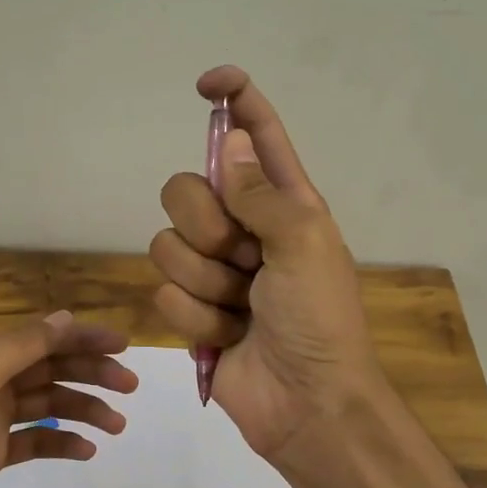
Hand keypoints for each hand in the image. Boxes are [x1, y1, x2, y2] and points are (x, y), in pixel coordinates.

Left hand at [0, 311, 136, 487]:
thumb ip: (21, 345)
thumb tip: (65, 319)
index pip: (40, 338)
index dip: (82, 338)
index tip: (123, 347)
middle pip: (48, 369)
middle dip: (90, 374)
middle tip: (129, 387)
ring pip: (47, 405)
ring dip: (83, 409)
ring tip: (116, 425)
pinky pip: (35, 440)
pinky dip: (61, 441)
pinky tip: (85, 451)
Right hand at [150, 65, 382, 469]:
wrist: (307, 404)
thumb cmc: (320, 320)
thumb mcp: (304, 243)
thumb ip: (260, 191)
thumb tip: (227, 142)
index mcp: (283, 202)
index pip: (256, 135)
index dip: (236, 100)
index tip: (207, 83)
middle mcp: (243, 228)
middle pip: (184, 189)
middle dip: (205, 227)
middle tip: (243, 259)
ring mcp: (214, 270)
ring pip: (166, 245)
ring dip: (206, 283)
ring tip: (242, 309)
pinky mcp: (192, 309)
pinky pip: (165, 293)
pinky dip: (198, 318)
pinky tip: (228, 335)